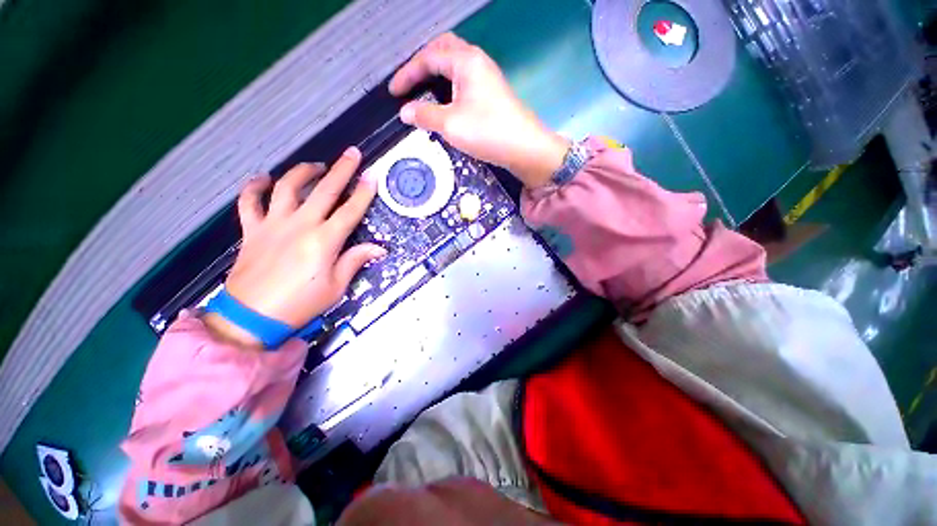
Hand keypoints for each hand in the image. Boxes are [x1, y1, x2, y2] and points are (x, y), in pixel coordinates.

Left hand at [204, 148, 385, 347]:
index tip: (372, 176)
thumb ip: (355, 261)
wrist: (252, 317)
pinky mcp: (252, 230)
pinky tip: (263, 179)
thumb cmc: (300, 304)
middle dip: (341, 170)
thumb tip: (378, 248)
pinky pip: (249, 202)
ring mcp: (273, 224)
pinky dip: (255, 187)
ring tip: (315, 166)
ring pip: (287, 187)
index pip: (350, 211)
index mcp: (324, 241)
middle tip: (352, 153)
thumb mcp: (335, 287)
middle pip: (324, 191)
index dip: (363, 192)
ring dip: (303, 172)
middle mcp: (300, 225)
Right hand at [390, 33, 569, 188]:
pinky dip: (450, 88)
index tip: (393, 92)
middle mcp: (477, 62)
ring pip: (456, 67)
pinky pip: (465, 83)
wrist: (525, 148)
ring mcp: (487, 78)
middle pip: (444, 51)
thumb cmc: (488, 132)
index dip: (407, 74)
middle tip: (410, 83)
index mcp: (465, 61)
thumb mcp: (450, 124)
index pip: (428, 57)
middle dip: (423, 64)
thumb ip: (425, 115)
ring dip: (437, 75)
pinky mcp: (492, 95)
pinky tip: (446, 104)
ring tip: (423, 92)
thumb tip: (405, 112)